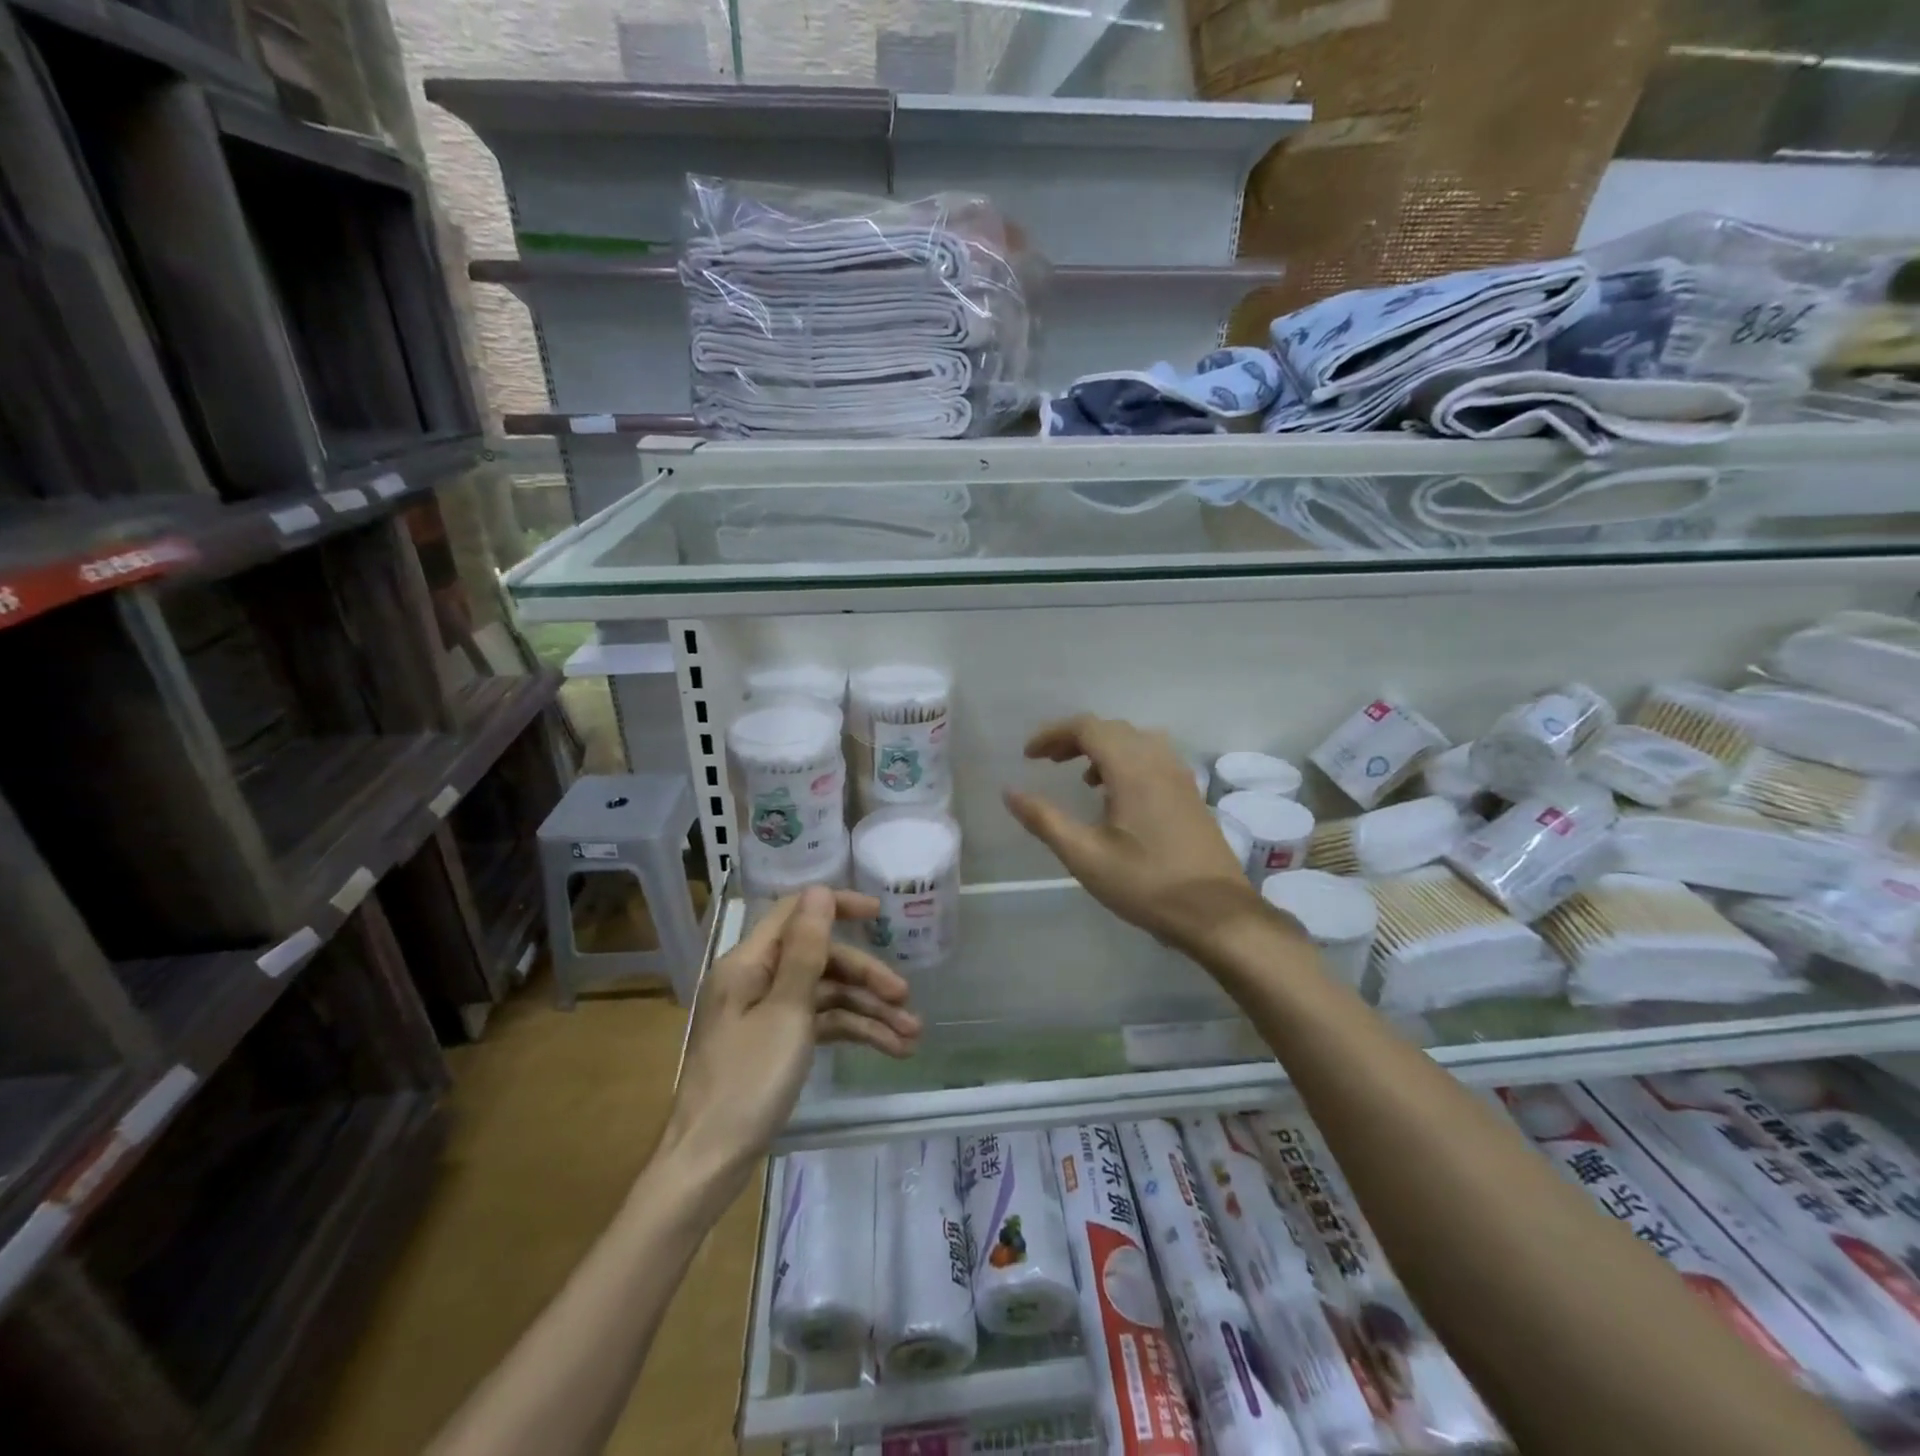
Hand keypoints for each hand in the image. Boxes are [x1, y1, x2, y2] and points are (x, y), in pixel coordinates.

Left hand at [662, 887, 919, 1185]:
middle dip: (865, 977)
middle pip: (819, 959)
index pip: (795, 914)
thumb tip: (818, 892)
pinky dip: (851, 1032)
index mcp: (748, 964)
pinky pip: (818, 1024)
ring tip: (911, 1035)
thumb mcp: (786, 1012)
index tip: (879, 914)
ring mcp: (765, 1014)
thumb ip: (806, 950)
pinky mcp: (775, 1043)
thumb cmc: (746, 1082)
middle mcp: (755, 980)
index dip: (837, 906)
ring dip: (867, 1010)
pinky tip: (888, 1048)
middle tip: (905, 997)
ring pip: (824, 995)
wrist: (709, 1164)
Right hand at [1003, 714, 1264, 956]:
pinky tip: (1118, 798)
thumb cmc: (1146, 883)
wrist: (1217, 913)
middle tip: (1048, 762)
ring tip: (1082, 778)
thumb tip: (1009, 792)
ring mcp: (1180, 776)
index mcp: (1132, 768)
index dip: (1053, 734)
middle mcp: (1159, 761)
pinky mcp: (1191, 794)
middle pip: (1111, 729)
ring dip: (1103, 748)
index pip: (1087, 728)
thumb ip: (1044, 820)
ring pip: (1135, 741)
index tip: (1029, 756)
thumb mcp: (1085, 856)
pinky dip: (1127, 762)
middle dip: (1075, 738)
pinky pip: (1153, 758)